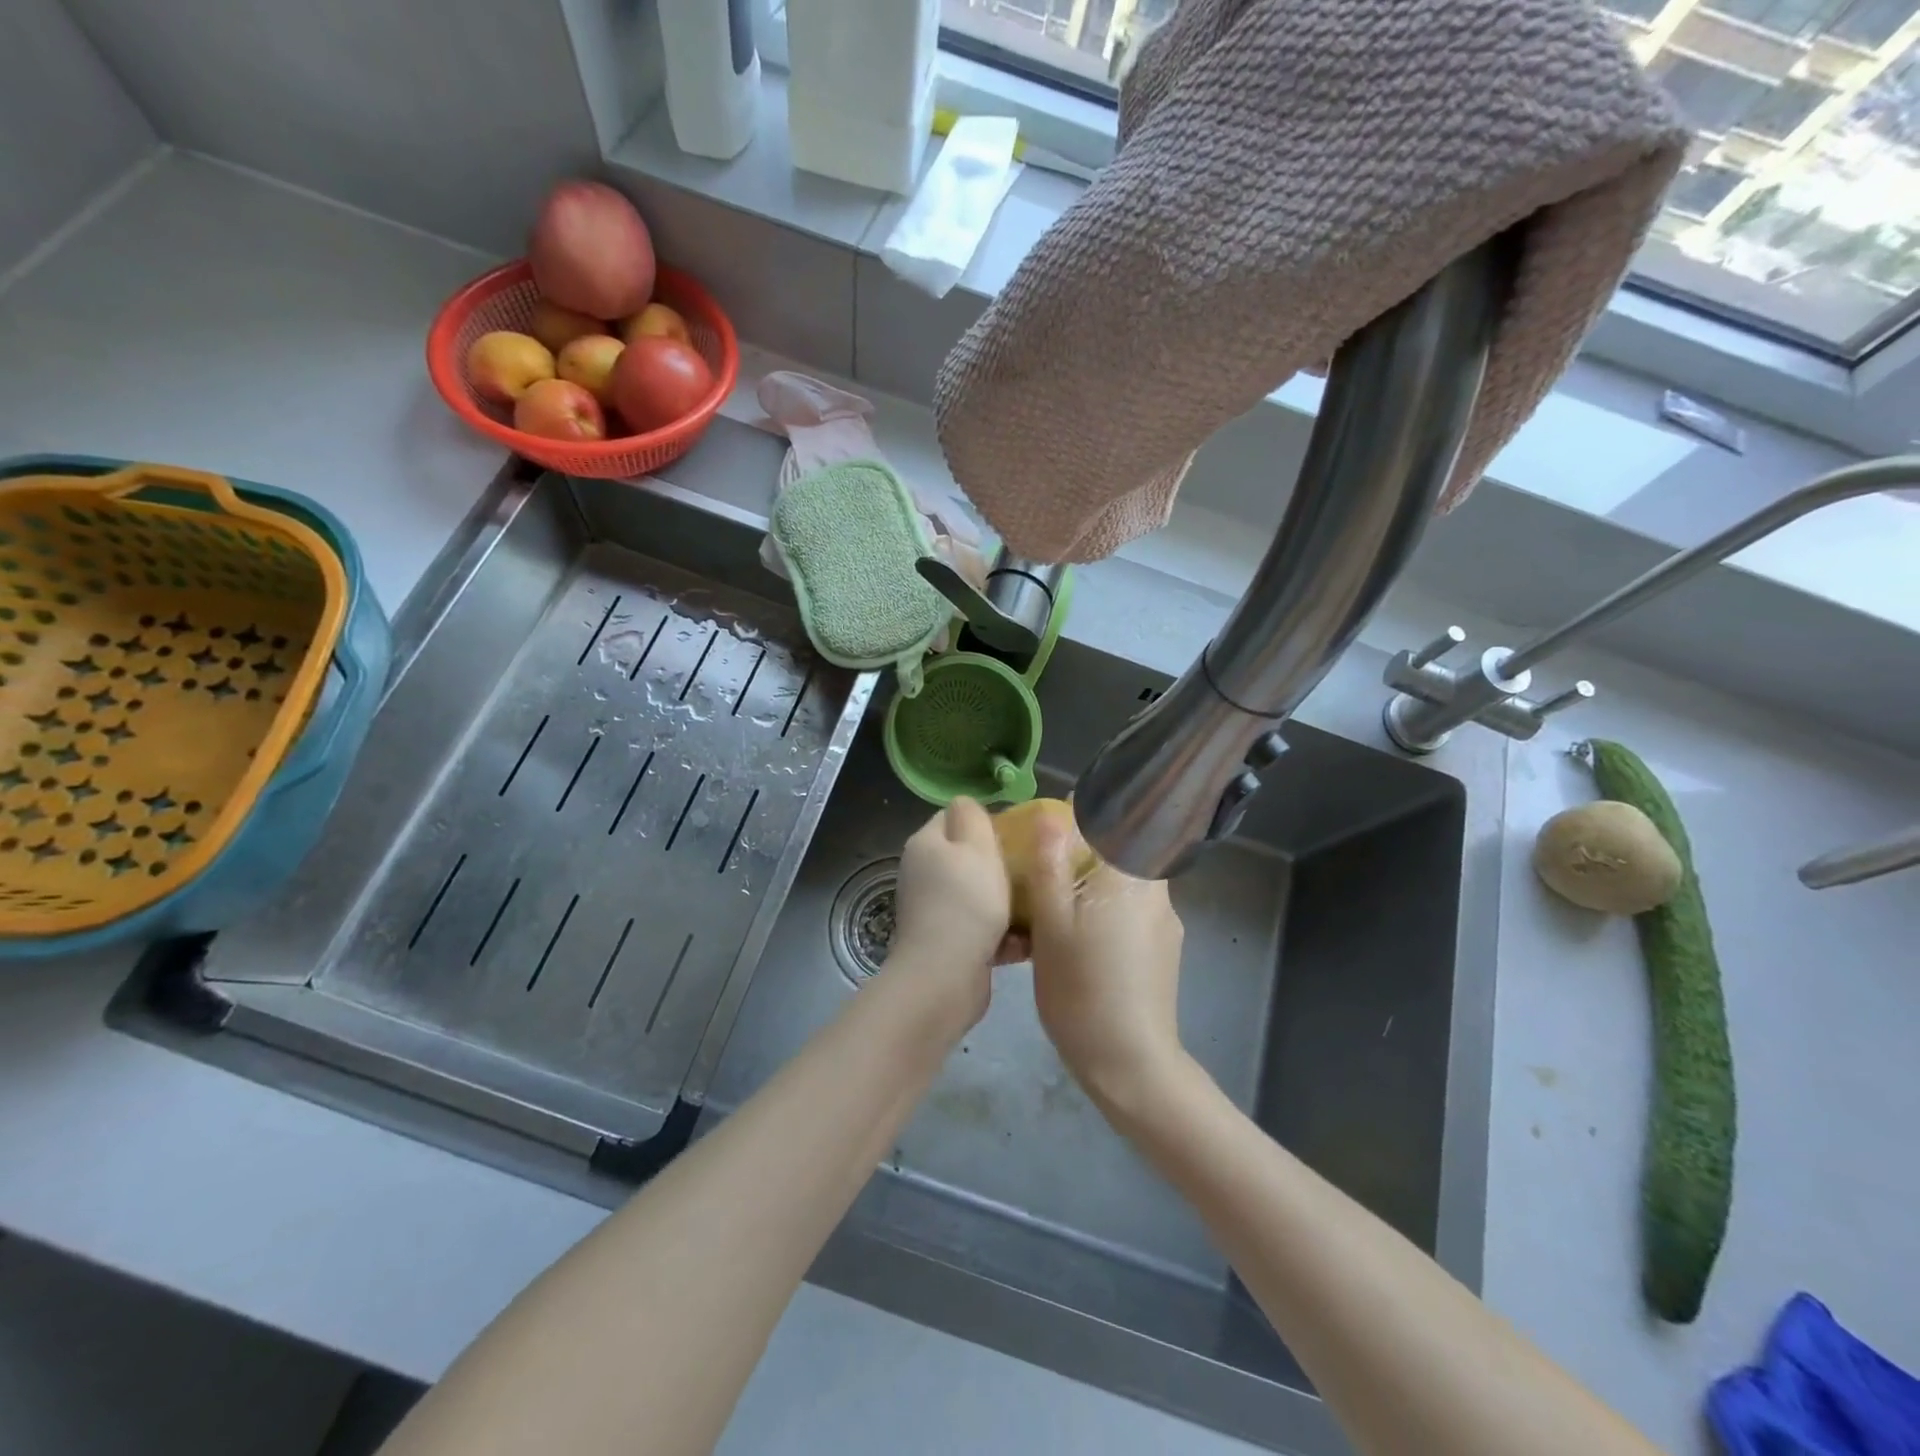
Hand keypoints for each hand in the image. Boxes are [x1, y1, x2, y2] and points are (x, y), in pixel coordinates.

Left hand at [886, 798, 1016, 1027]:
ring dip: (1006, 901)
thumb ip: (972, 816)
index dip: (985, 821)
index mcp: (926, 844)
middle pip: (967, 858)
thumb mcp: (975, 846)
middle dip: (1000, 863)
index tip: (1018, 833)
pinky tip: (1028, 941)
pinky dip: (1003, 934)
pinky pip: (981, 928)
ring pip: (977, 894)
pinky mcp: (946, 943)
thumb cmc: (966, 902)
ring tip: (1038, 904)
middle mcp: (923, 874)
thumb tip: (964, 802)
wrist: (945, 977)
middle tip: (1033, 868)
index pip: (953, 817)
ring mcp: (933, 910)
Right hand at [1025, 821, 1187, 1111]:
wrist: (1130, 1064)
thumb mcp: (1052, 925)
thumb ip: (1051, 864)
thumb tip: (1051, 814)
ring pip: (1128, 881)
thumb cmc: (1081, 989)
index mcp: (1130, 876)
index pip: (1116, 819)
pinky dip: (1107, 908)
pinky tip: (1081, 938)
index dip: (1085, 812)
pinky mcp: (1165, 948)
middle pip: (1123, 848)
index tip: (1053, 822)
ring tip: (1057, 905)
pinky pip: (1134, 909)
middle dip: (1086, 849)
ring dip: (1096, 881)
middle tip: (1046, 867)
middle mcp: (1156, 890)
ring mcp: (1165, 922)